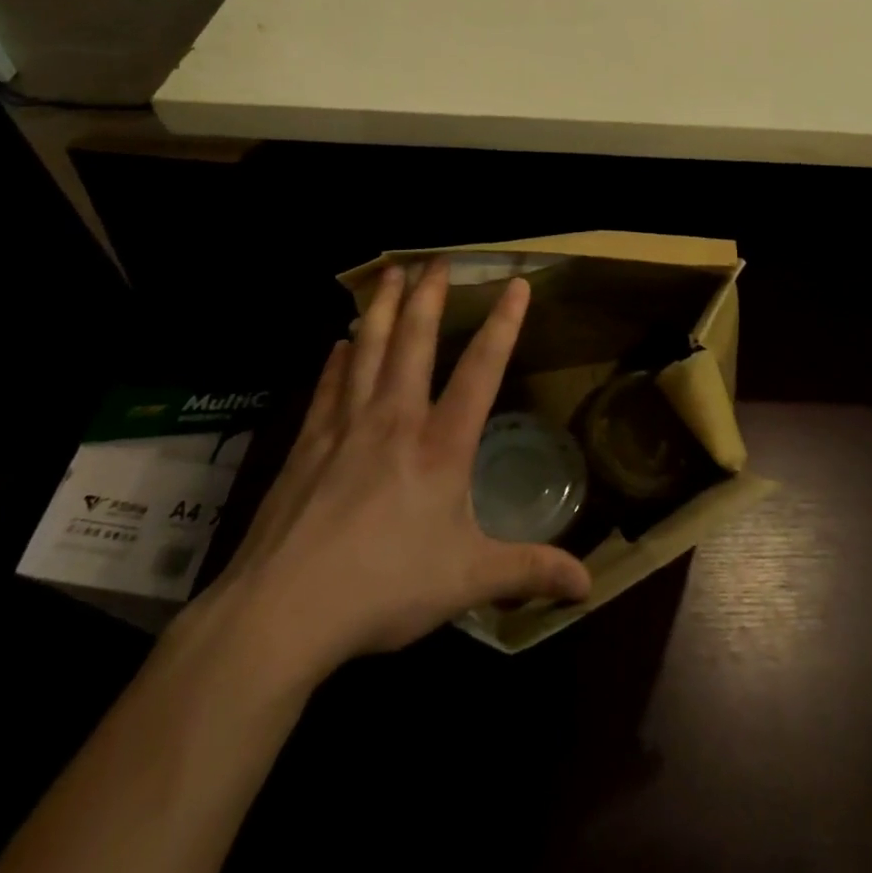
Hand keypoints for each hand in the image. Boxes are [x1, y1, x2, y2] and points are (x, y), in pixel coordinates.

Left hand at [185, 261, 591, 687]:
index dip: (503, 325)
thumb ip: (528, 571)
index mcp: (441, 446)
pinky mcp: (306, 446)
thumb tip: (588, 585)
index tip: (516, 284)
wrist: (283, 612)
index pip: (481, 370)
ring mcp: (345, 428)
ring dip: (380, 308)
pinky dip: (337, 360)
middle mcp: (395, 421)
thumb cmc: (385, 588)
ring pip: (367, 351)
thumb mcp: (468, 581)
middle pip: (414, 342)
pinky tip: (339, 343)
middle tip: (435, 259)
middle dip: (428, 297)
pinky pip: (328, 388)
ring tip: (388, 272)